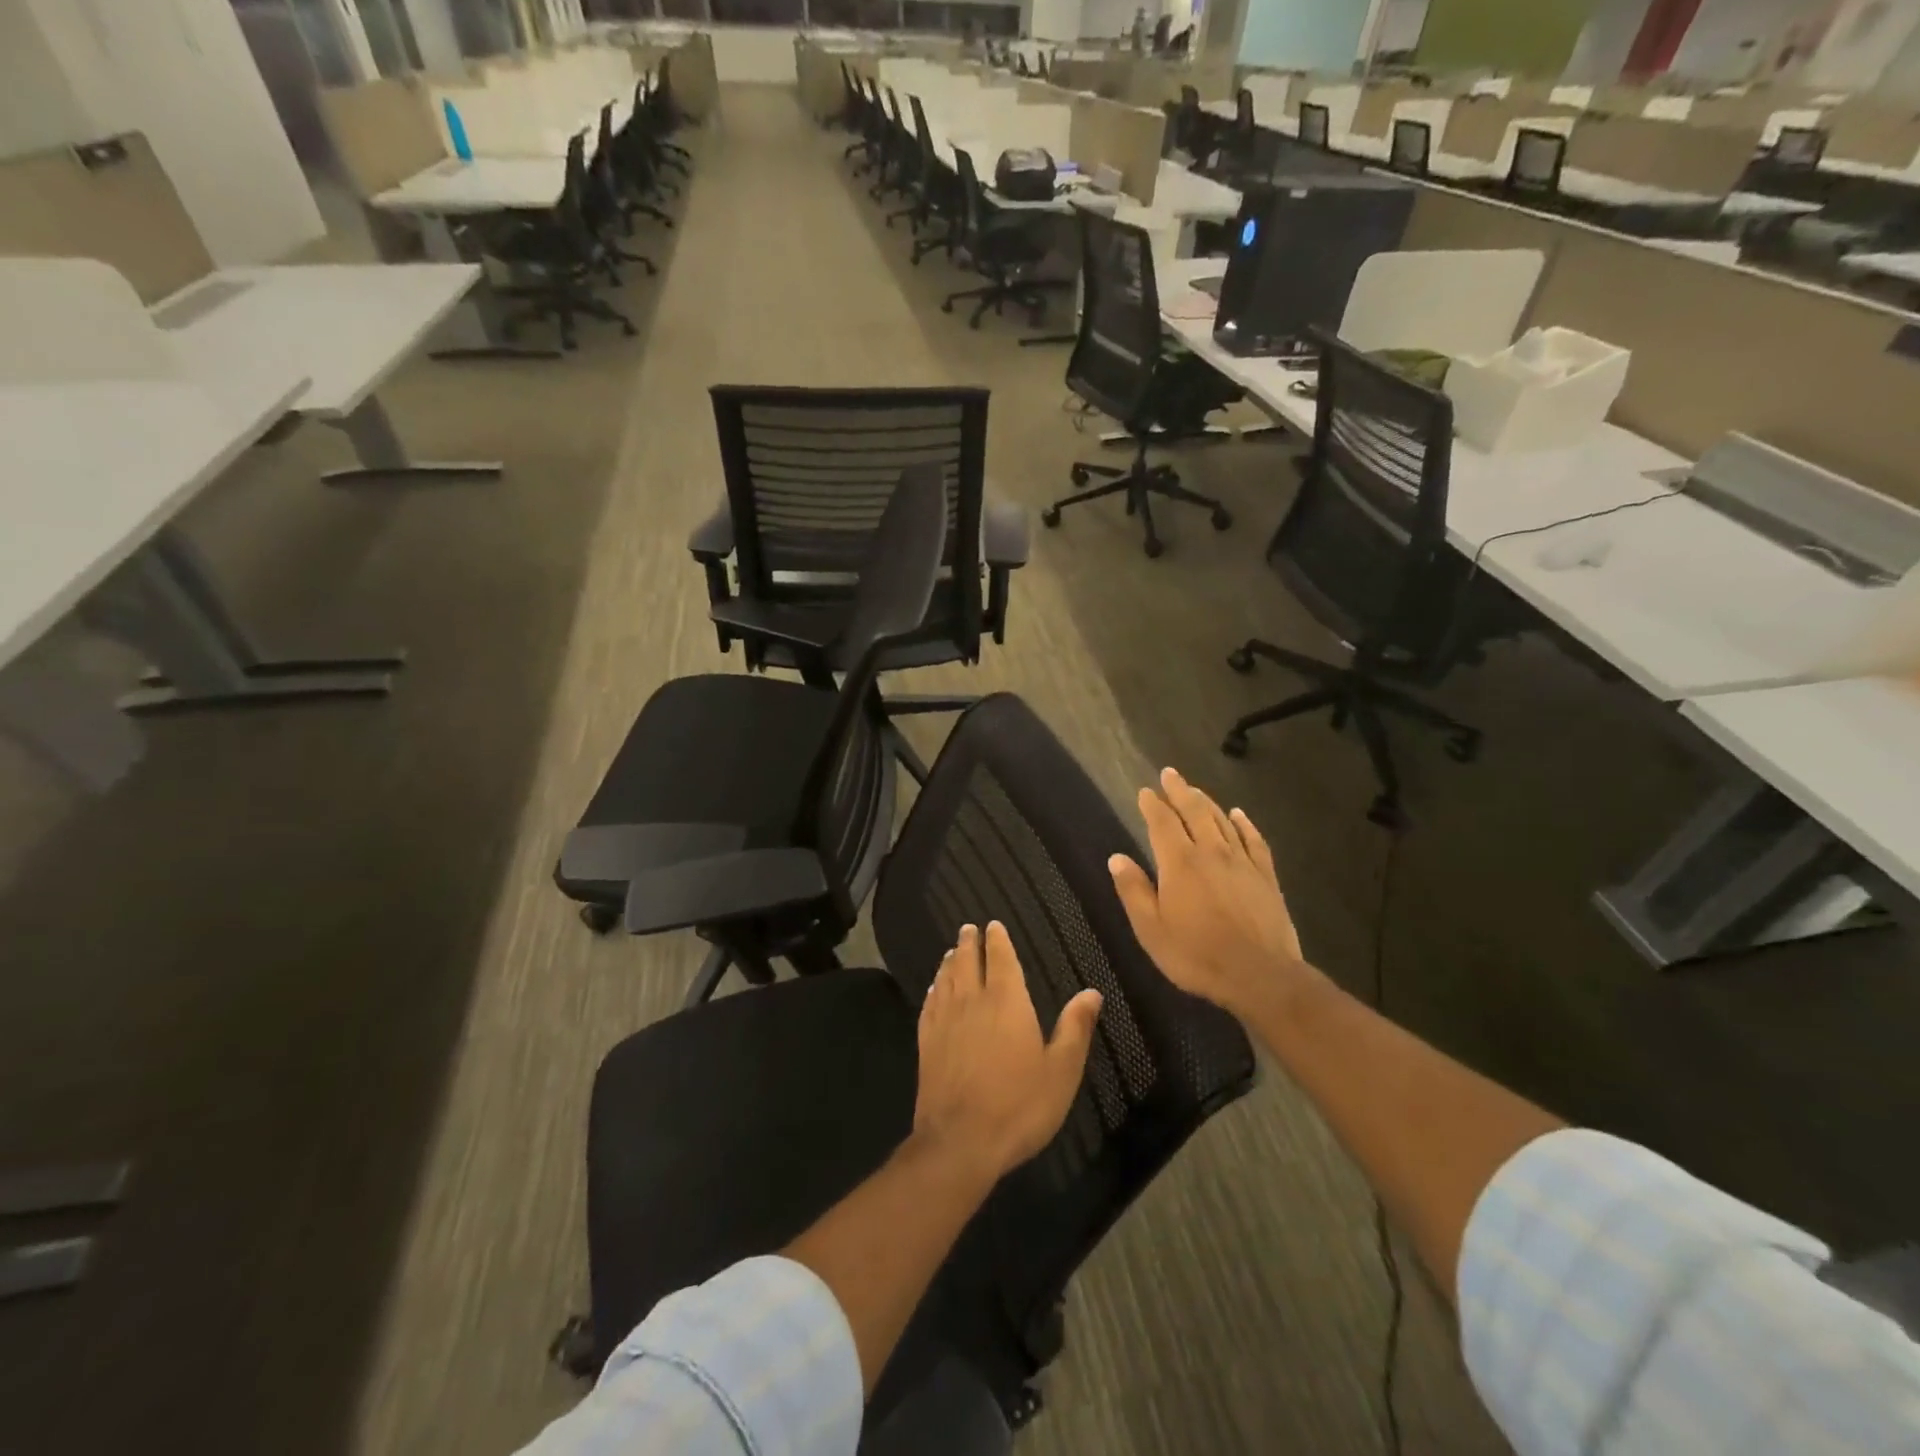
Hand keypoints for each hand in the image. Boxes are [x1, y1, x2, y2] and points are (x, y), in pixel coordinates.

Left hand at [913, 922, 1103, 1181]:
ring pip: (946, 979)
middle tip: (969, 929)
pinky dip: (933, 989)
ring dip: (950, 962)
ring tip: (951, 951)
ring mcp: (945, 1021)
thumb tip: (1091, 993)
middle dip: (969, 943)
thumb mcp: (1061, 1071)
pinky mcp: (927, 1042)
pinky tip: (934, 989)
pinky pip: (929, 1004)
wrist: (960, 1141)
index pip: (1000, 959)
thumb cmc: (1019, 1105)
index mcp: (1006, 1002)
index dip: (997, 940)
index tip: (992, 925)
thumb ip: (1074, 1028)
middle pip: (967, 962)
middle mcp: (972, 1001)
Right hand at [1108, 767, 1310, 1020]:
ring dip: (1206, 801)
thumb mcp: (1151, 929)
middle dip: (1179, 790)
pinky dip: (1244, 823)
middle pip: (1193, 811)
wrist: (1260, 975)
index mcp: (1179, 863)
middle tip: (1169, 774)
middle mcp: (1210, 852)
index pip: (1162, 823)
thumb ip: (1134, 891)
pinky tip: (1238, 815)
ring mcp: (1241, 862)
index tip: (1145, 791)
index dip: (1152, 804)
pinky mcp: (1265, 876)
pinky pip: (1254, 840)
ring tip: (1194, 789)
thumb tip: (1117, 858)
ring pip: (1222, 820)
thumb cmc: (1197, 955)